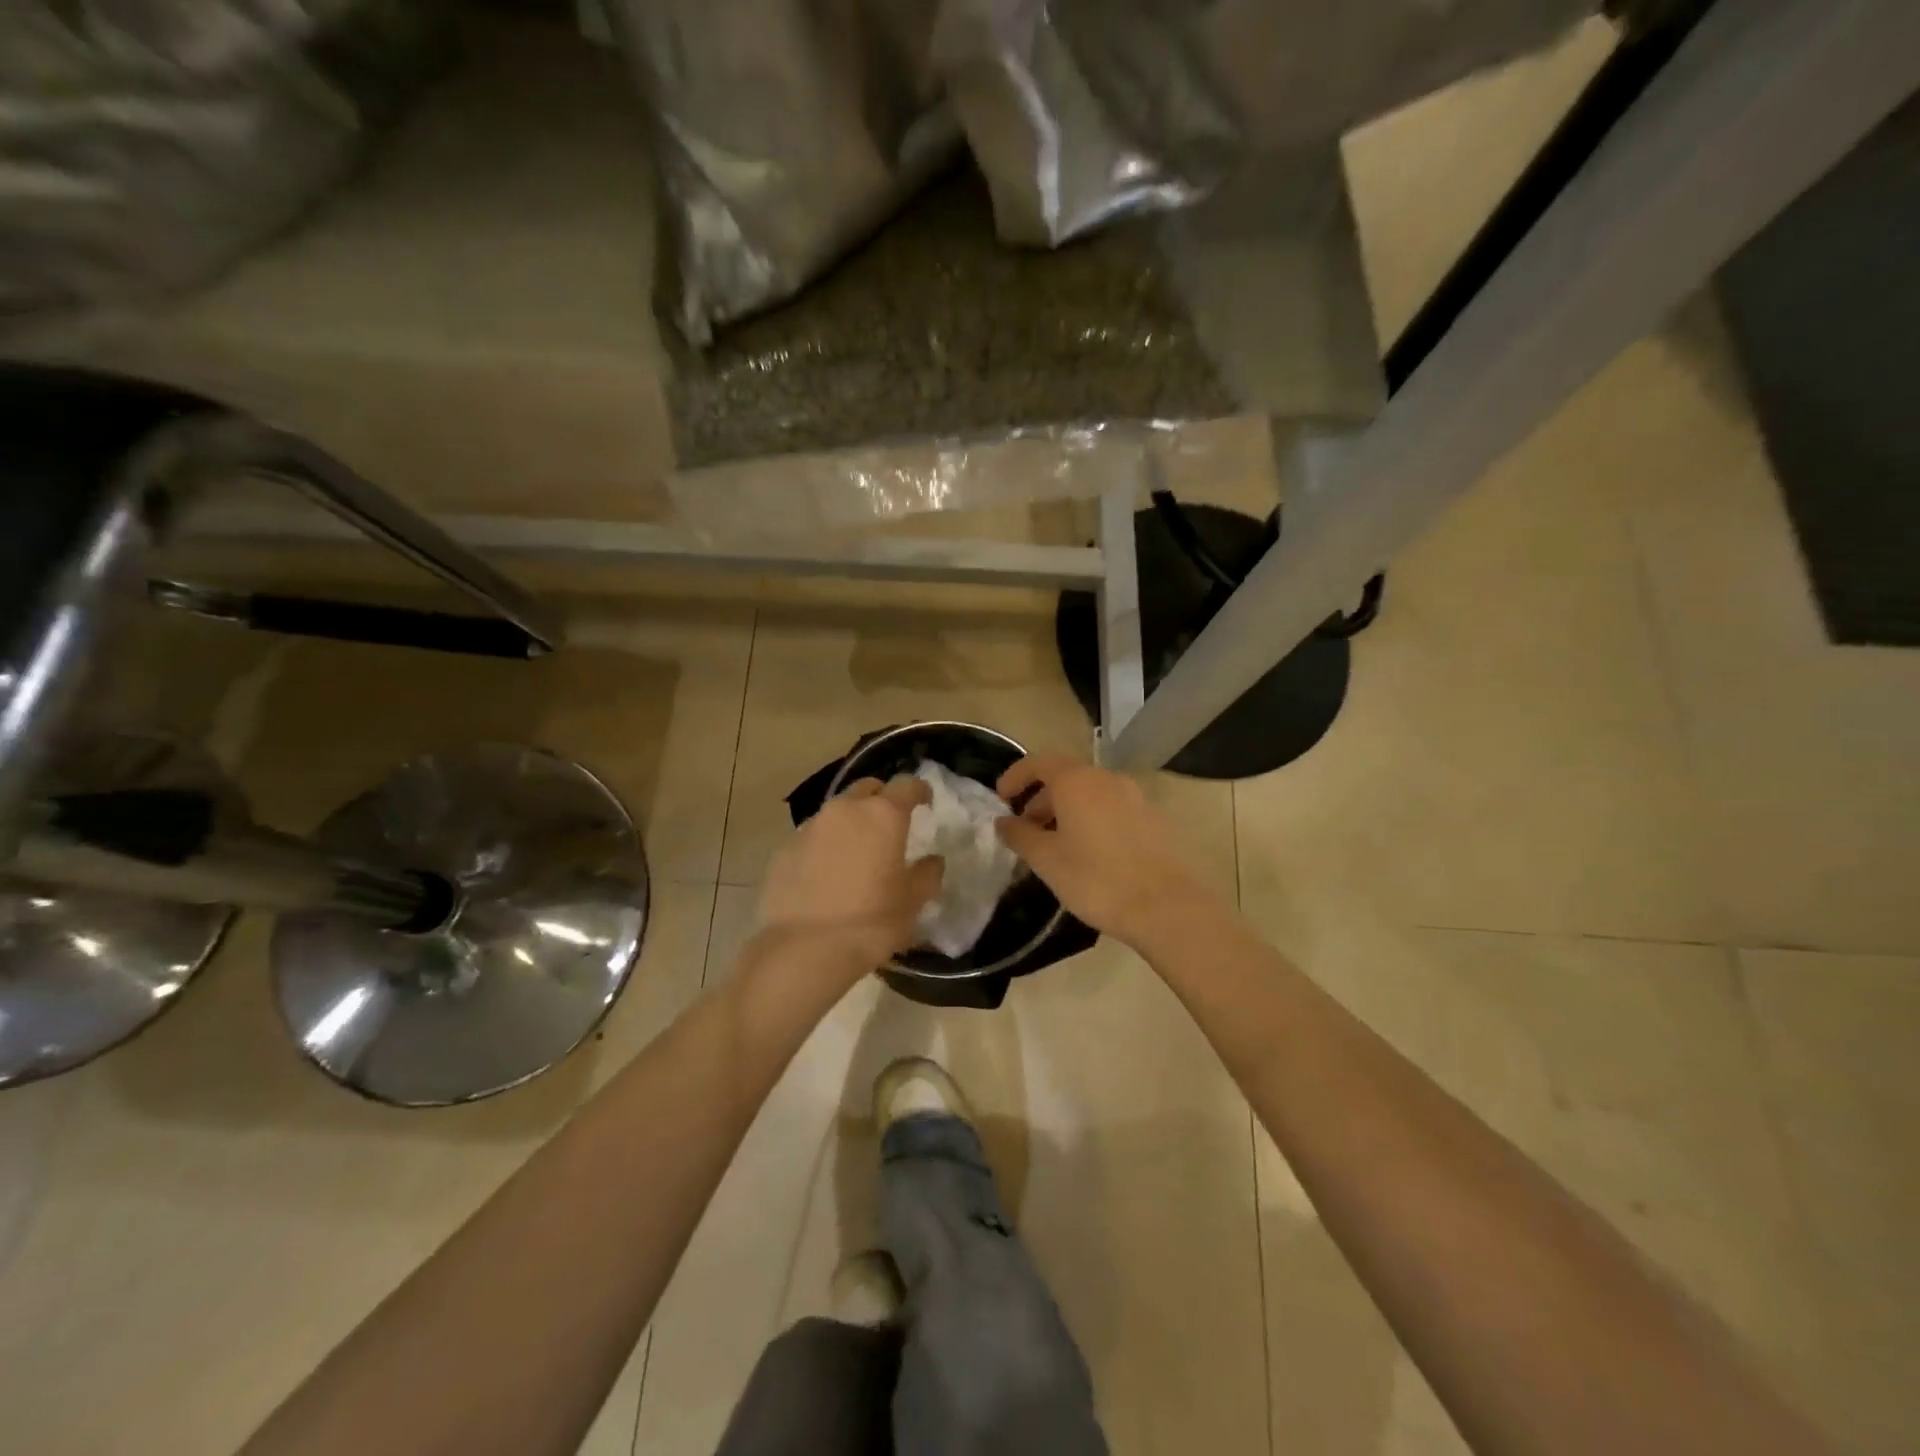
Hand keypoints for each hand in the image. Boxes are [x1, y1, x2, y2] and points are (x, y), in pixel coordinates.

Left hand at [755, 776, 944, 980]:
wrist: (804, 949)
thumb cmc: (871, 922)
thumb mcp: (913, 902)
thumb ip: (928, 874)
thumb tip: (932, 860)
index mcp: (882, 815)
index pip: (907, 785)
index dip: (919, 791)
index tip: (925, 802)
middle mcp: (845, 810)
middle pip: (867, 789)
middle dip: (881, 799)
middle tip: (890, 825)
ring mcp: (810, 827)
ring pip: (837, 812)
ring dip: (851, 823)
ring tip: (857, 851)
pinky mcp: (784, 849)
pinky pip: (812, 836)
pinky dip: (825, 845)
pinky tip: (827, 873)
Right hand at [995, 754, 1211, 945]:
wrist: (1165, 906)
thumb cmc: (1096, 879)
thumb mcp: (1046, 860)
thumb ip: (1020, 835)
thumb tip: (1004, 821)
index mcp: (1077, 781)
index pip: (1038, 763)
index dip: (1015, 777)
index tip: (1001, 800)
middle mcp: (1107, 778)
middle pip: (1065, 777)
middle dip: (1040, 800)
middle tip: (1026, 832)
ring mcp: (1134, 796)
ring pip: (1089, 793)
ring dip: (1066, 811)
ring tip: (1055, 846)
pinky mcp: (1152, 817)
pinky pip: (1111, 808)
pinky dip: (1091, 819)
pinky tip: (1089, 853)